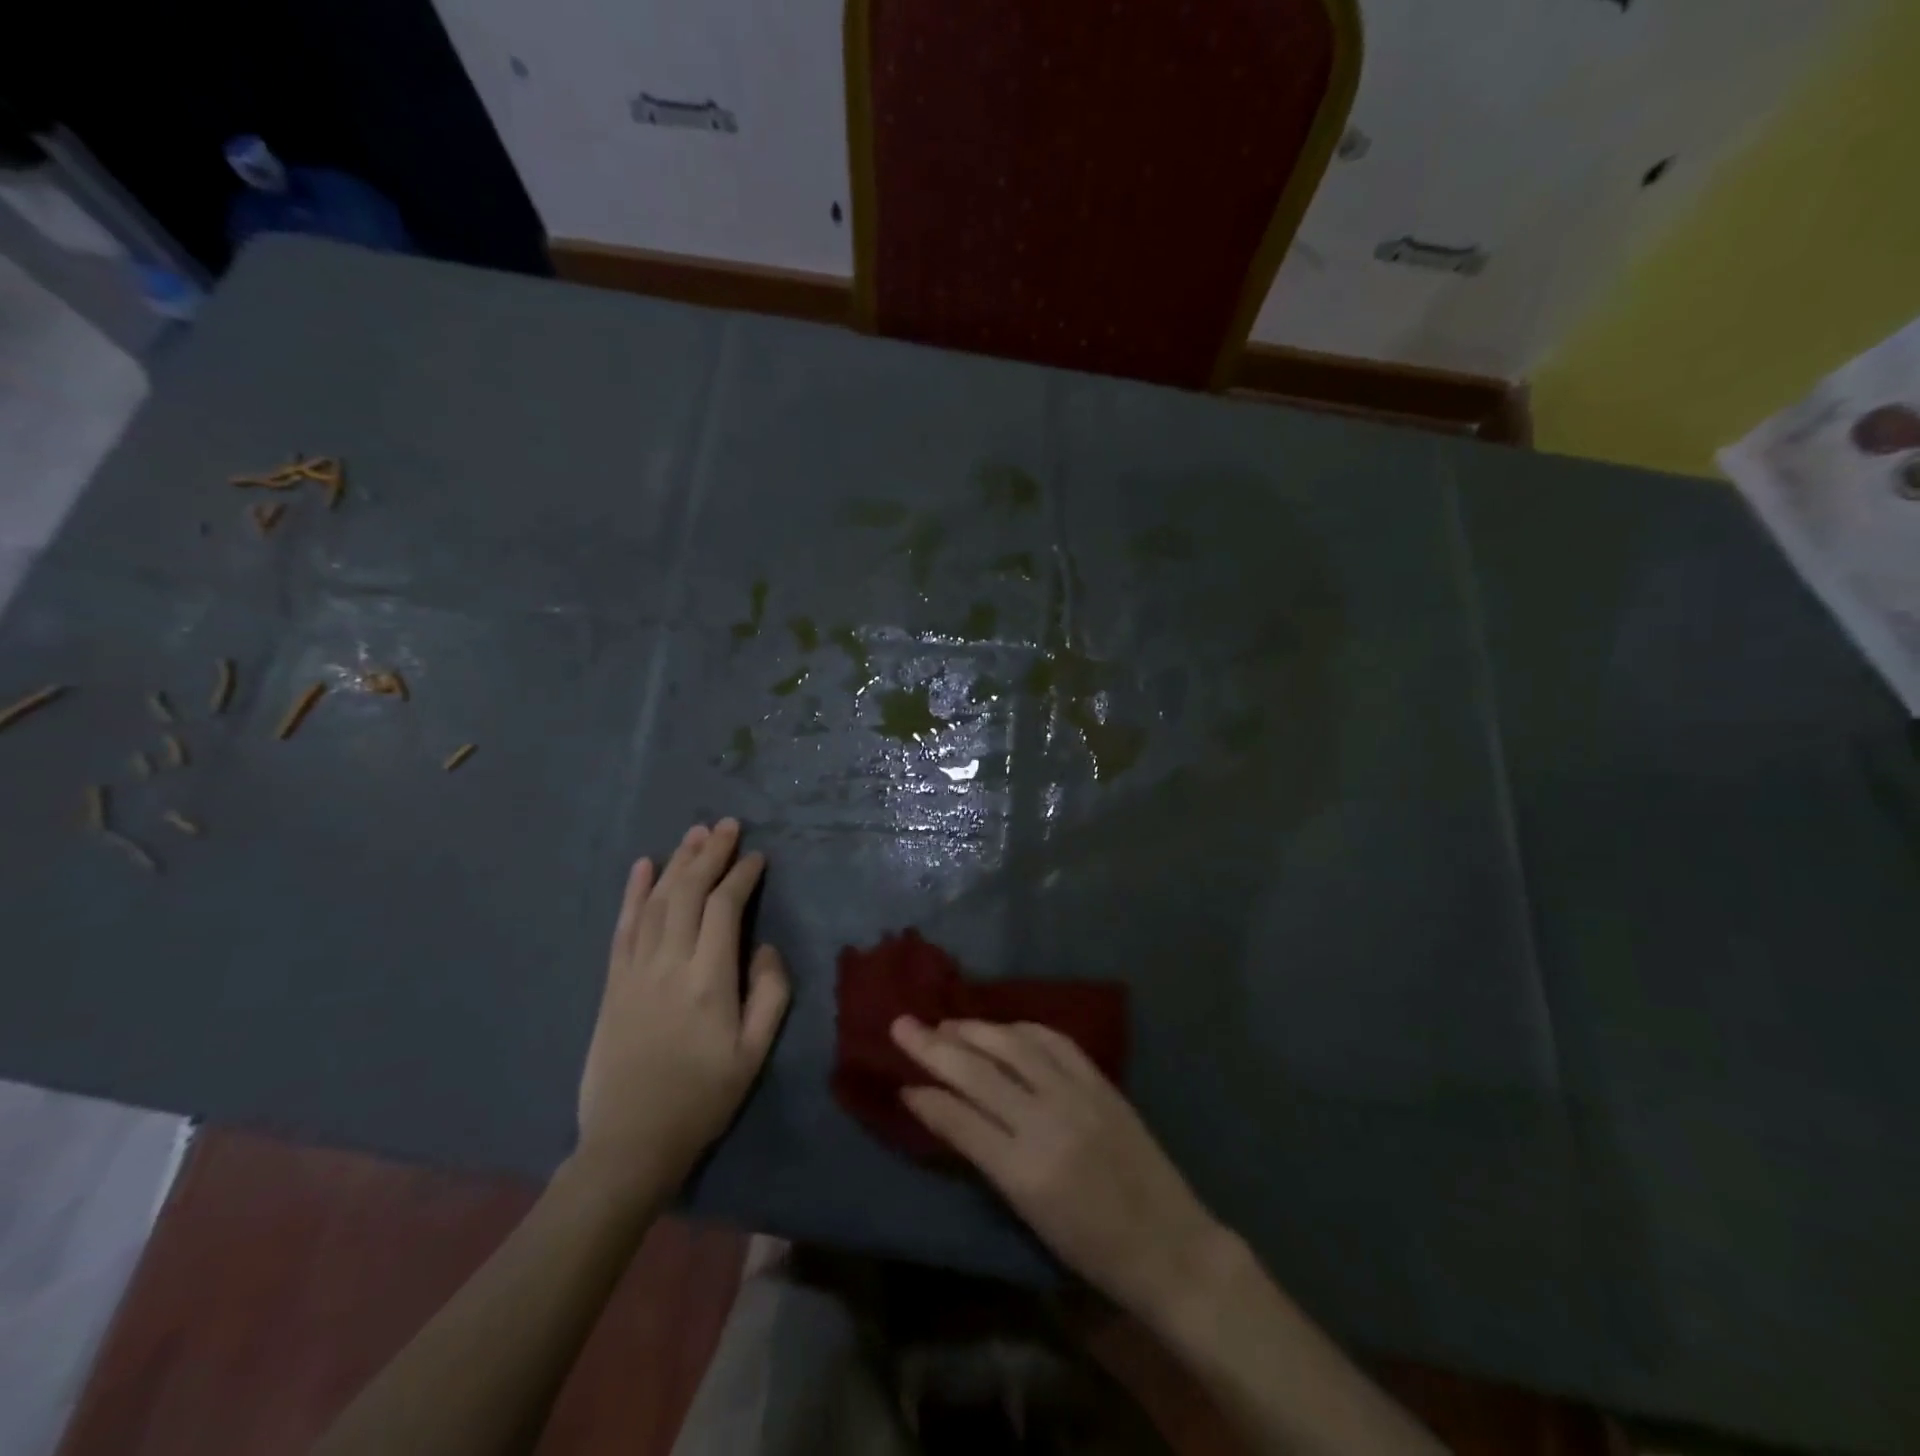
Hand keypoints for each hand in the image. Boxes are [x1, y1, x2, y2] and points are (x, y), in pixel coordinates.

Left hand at [575, 820, 789, 1199]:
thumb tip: (764, 947)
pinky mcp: (612, 984)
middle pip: (688, 893)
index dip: (741, 876)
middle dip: (709, 854)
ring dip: (676, 863)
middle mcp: (669, 964)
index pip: (724, 908)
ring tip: (694, 834)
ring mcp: (635, 971)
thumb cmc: (703, 1098)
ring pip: (656, 902)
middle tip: (727, 825)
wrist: (630, 1143)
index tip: (757, 857)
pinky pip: (623, 927)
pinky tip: (643, 866)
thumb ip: (770, 993)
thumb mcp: (754, 1053)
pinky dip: (633, 892)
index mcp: (709, 980)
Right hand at [891, 1016, 1226, 1321]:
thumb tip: (945, 1113)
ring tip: (946, 1022)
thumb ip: (985, 1158)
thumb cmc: (1092, 1249)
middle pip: (979, 1073)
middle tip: (902, 1024)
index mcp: (1024, 1172)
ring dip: (975, 1029)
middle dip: (934, 1046)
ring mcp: (1077, 1096)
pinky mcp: (1101, 1082)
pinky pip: (1054, 1041)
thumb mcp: (1028, 1214)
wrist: (1169, 1245)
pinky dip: (1022, 1030)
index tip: (901, 1083)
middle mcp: (1047, 1123)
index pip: (960, 1120)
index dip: (926, 1098)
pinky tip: (1003, 1028)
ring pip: (1014, 1046)